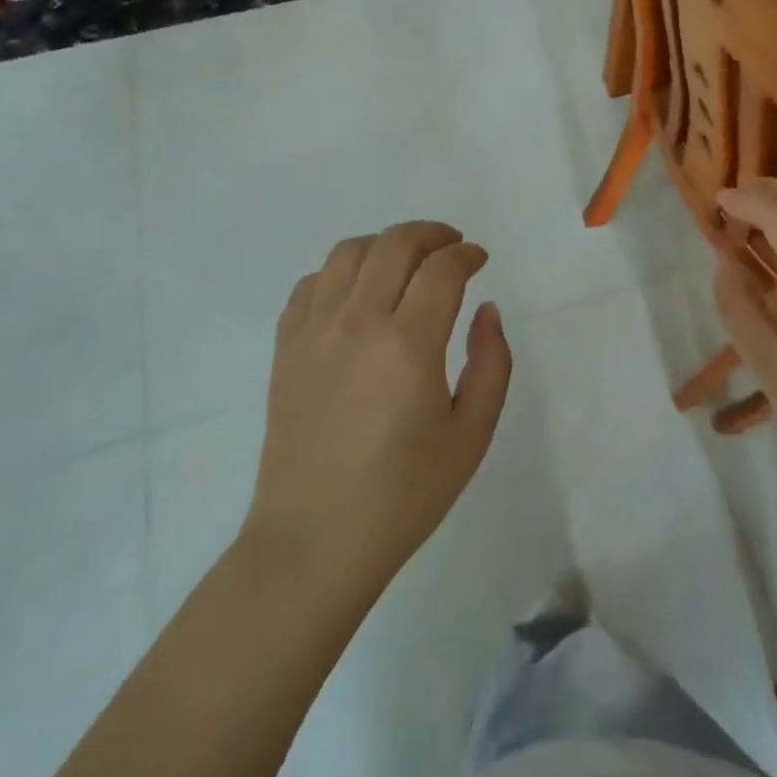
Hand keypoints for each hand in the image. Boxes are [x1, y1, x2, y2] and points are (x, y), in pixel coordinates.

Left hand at [246, 221, 511, 590]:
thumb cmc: (404, 495)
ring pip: (348, 252)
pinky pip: (310, 284)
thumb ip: (491, 362)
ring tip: (405, 262)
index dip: (467, 255)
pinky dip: (339, 272)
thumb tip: (486, 309)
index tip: (479, 260)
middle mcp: (358, 322)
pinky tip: (356, 293)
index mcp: (408, 344)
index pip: (442, 269)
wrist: (314, 542)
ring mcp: (314, 331)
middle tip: (451, 247)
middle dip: (431, 234)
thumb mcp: (471, 435)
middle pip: (394, 244)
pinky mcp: (285, 347)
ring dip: (384, 244)